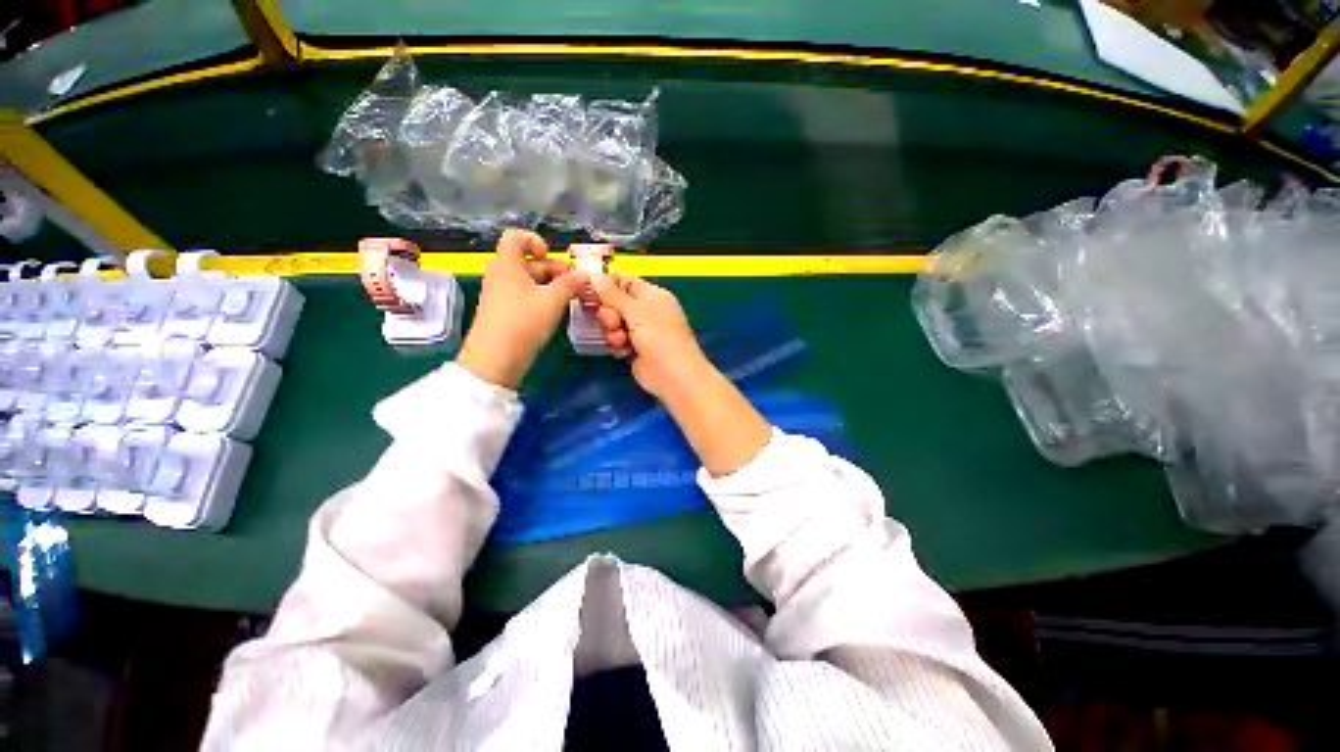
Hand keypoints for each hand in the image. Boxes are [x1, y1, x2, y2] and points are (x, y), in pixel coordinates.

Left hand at [456, 230, 587, 388]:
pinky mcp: (505, 314)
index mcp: (507, 266)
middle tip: (574, 283)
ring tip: (571, 297)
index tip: (551, 256)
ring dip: (551, 285)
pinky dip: (543, 298)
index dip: (535, 241)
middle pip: (528, 262)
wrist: (495, 360)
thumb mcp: (552, 301)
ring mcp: (502, 296)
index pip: (515, 238)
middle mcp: (501, 277)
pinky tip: (557, 311)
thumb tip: (585, 274)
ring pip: (529, 282)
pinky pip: (526, 297)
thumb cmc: (523, 323)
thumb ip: (570, 284)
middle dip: (553, 268)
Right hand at [591, 273, 712, 399]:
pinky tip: (624, 351)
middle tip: (613, 322)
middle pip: (615, 303)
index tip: (587, 289)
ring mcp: (641, 331)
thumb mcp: (635, 310)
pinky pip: (617, 340)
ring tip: (621, 340)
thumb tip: (595, 275)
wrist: (672, 373)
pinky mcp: (635, 348)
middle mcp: (647, 311)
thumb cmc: (659, 336)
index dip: (606, 284)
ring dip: (612, 332)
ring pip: (614, 323)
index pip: (624, 281)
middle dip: (609, 313)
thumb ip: (612, 294)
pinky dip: (617, 345)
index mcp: (652, 295)